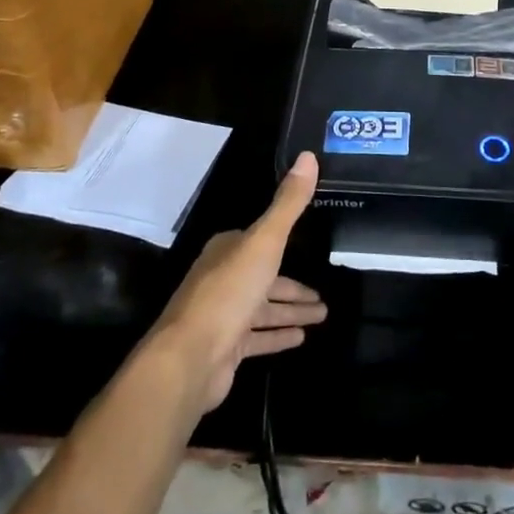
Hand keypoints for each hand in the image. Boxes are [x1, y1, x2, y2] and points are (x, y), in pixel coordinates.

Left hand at [150, 153, 326, 412]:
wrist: (190, 357)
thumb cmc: (229, 292)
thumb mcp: (265, 240)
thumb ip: (288, 203)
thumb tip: (308, 156)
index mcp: (228, 250)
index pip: (260, 241)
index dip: (285, 244)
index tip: (308, 247)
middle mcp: (223, 278)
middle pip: (266, 278)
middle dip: (294, 287)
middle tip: (323, 295)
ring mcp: (223, 315)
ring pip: (264, 309)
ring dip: (292, 311)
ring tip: (322, 315)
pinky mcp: (225, 348)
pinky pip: (258, 337)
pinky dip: (278, 336)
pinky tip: (301, 338)